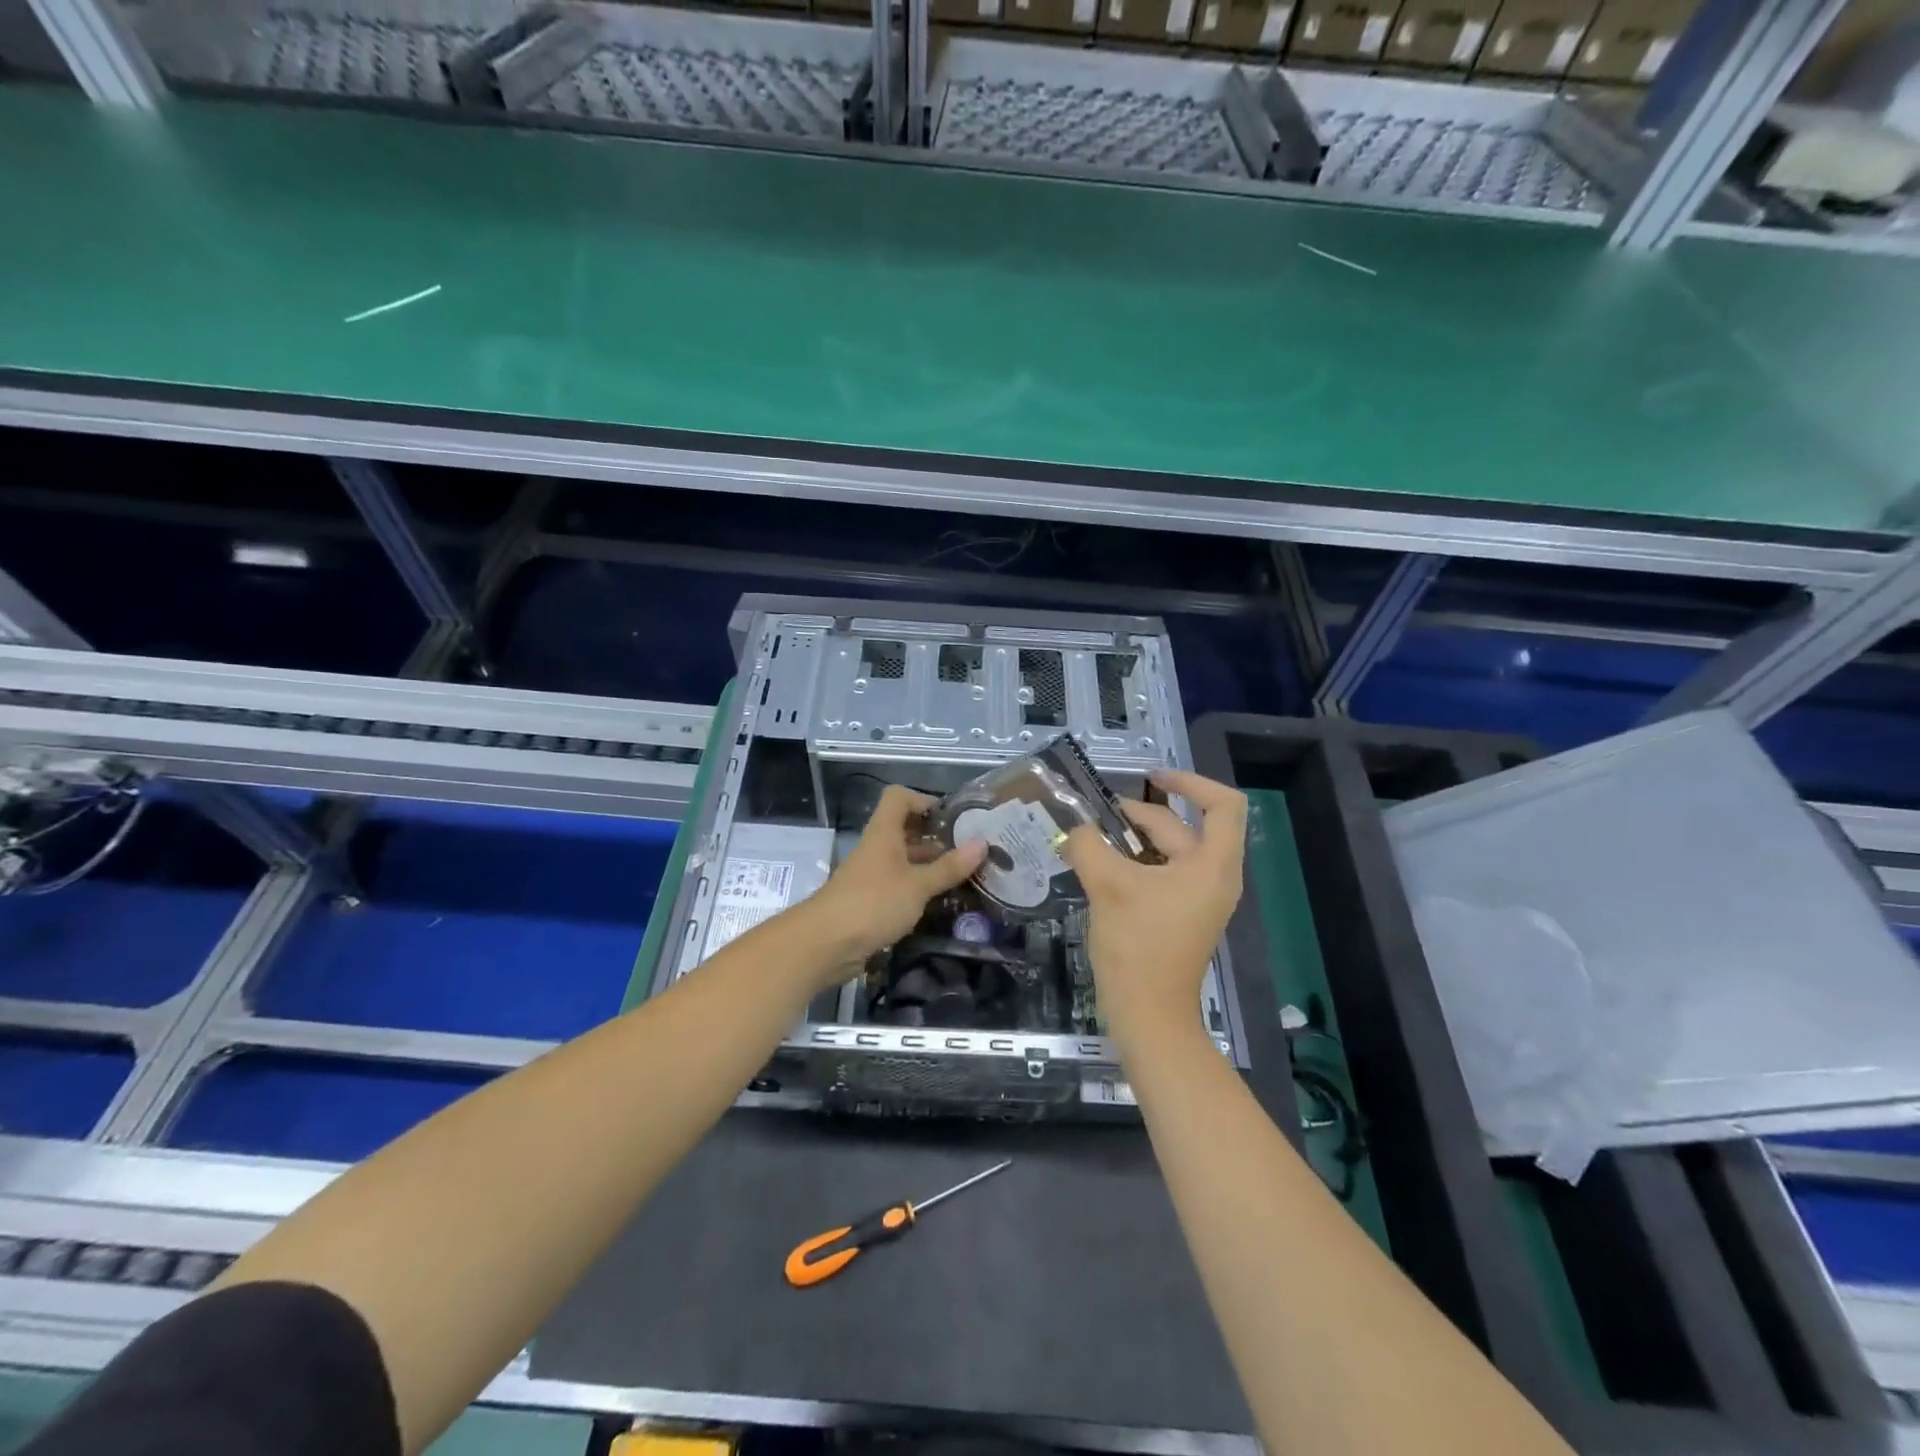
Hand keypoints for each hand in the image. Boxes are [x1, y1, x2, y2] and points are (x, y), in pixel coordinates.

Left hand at [799, 785, 986, 982]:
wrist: (825, 943)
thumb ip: (949, 867)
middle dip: (935, 837)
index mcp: (884, 833)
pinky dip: (918, 888)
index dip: (923, 800)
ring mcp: (871, 875)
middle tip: (967, 850)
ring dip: (929, 865)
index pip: (899, 798)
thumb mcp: (918, 885)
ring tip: (962, 876)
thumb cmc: (874, 903)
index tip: (952, 818)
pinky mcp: (869, 900)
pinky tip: (939, 901)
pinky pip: (898, 885)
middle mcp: (876, 848)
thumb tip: (982, 843)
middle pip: (904, 829)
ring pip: (903, 859)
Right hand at [1062, 769, 1246, 1044]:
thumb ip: (1089, 845)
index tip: (1152, 779)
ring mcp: (1199, 899)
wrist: (1148, 1014)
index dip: (1191, 782)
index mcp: (1212, 866)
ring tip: (1092, 840)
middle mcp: (1213, 878)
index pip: (1223, 805)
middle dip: (1139, 815)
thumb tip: (1075, 829)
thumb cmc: (1137, 946)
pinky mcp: (1181, 916)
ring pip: (1168, 852)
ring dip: (1133, 840)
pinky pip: (1161, 875)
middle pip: (1183, 827)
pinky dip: (1134, 863)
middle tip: (1095, 817)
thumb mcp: (1108, 886)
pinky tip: (1100, 868)